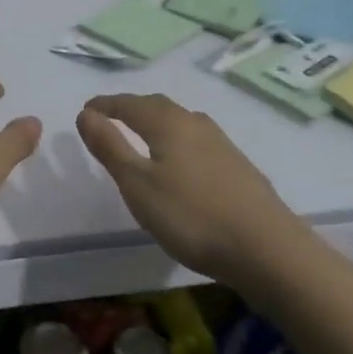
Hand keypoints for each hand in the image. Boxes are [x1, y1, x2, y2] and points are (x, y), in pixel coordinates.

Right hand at [76, 93, 297, 284]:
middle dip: (131, 108)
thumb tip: (85, 114)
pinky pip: (197, 140)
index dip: (105, 105)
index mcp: (168, 123)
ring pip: (181, 122)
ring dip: (157, 122)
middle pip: (158, 106)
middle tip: (111, 117)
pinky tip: (181, 162)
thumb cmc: (191, 216)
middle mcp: (196, 124)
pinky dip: (178, 140)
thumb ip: (110, 147)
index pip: (129, 104)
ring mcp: (222, 144)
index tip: (87, 109)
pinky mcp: (238, 166)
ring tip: (142, 136)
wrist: (267, 249)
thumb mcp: (138, 185)